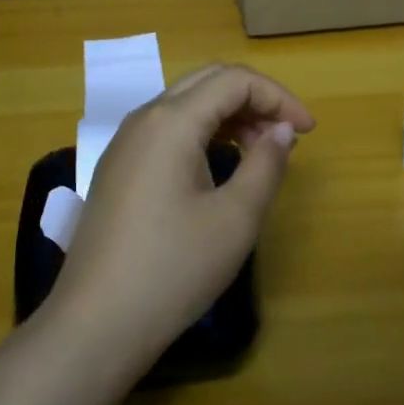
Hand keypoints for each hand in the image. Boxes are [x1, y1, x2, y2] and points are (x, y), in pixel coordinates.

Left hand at [50, 63, 315, 364]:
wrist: (95, 324)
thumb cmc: (173, 269)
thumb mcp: (235, 219)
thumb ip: (266, 165)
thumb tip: (282, 131)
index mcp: (172, 120)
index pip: (234, 80)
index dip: (278, 97)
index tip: (308, 132)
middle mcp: (144, 118)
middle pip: (208, 82)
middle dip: (254, 99)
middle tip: (286, 136)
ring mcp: (125, 143)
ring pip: (186, 104)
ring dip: (229, 115)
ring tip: (260, 152)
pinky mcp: (118, 168)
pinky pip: (167, 130)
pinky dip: (202, 133)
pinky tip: (220, 166)